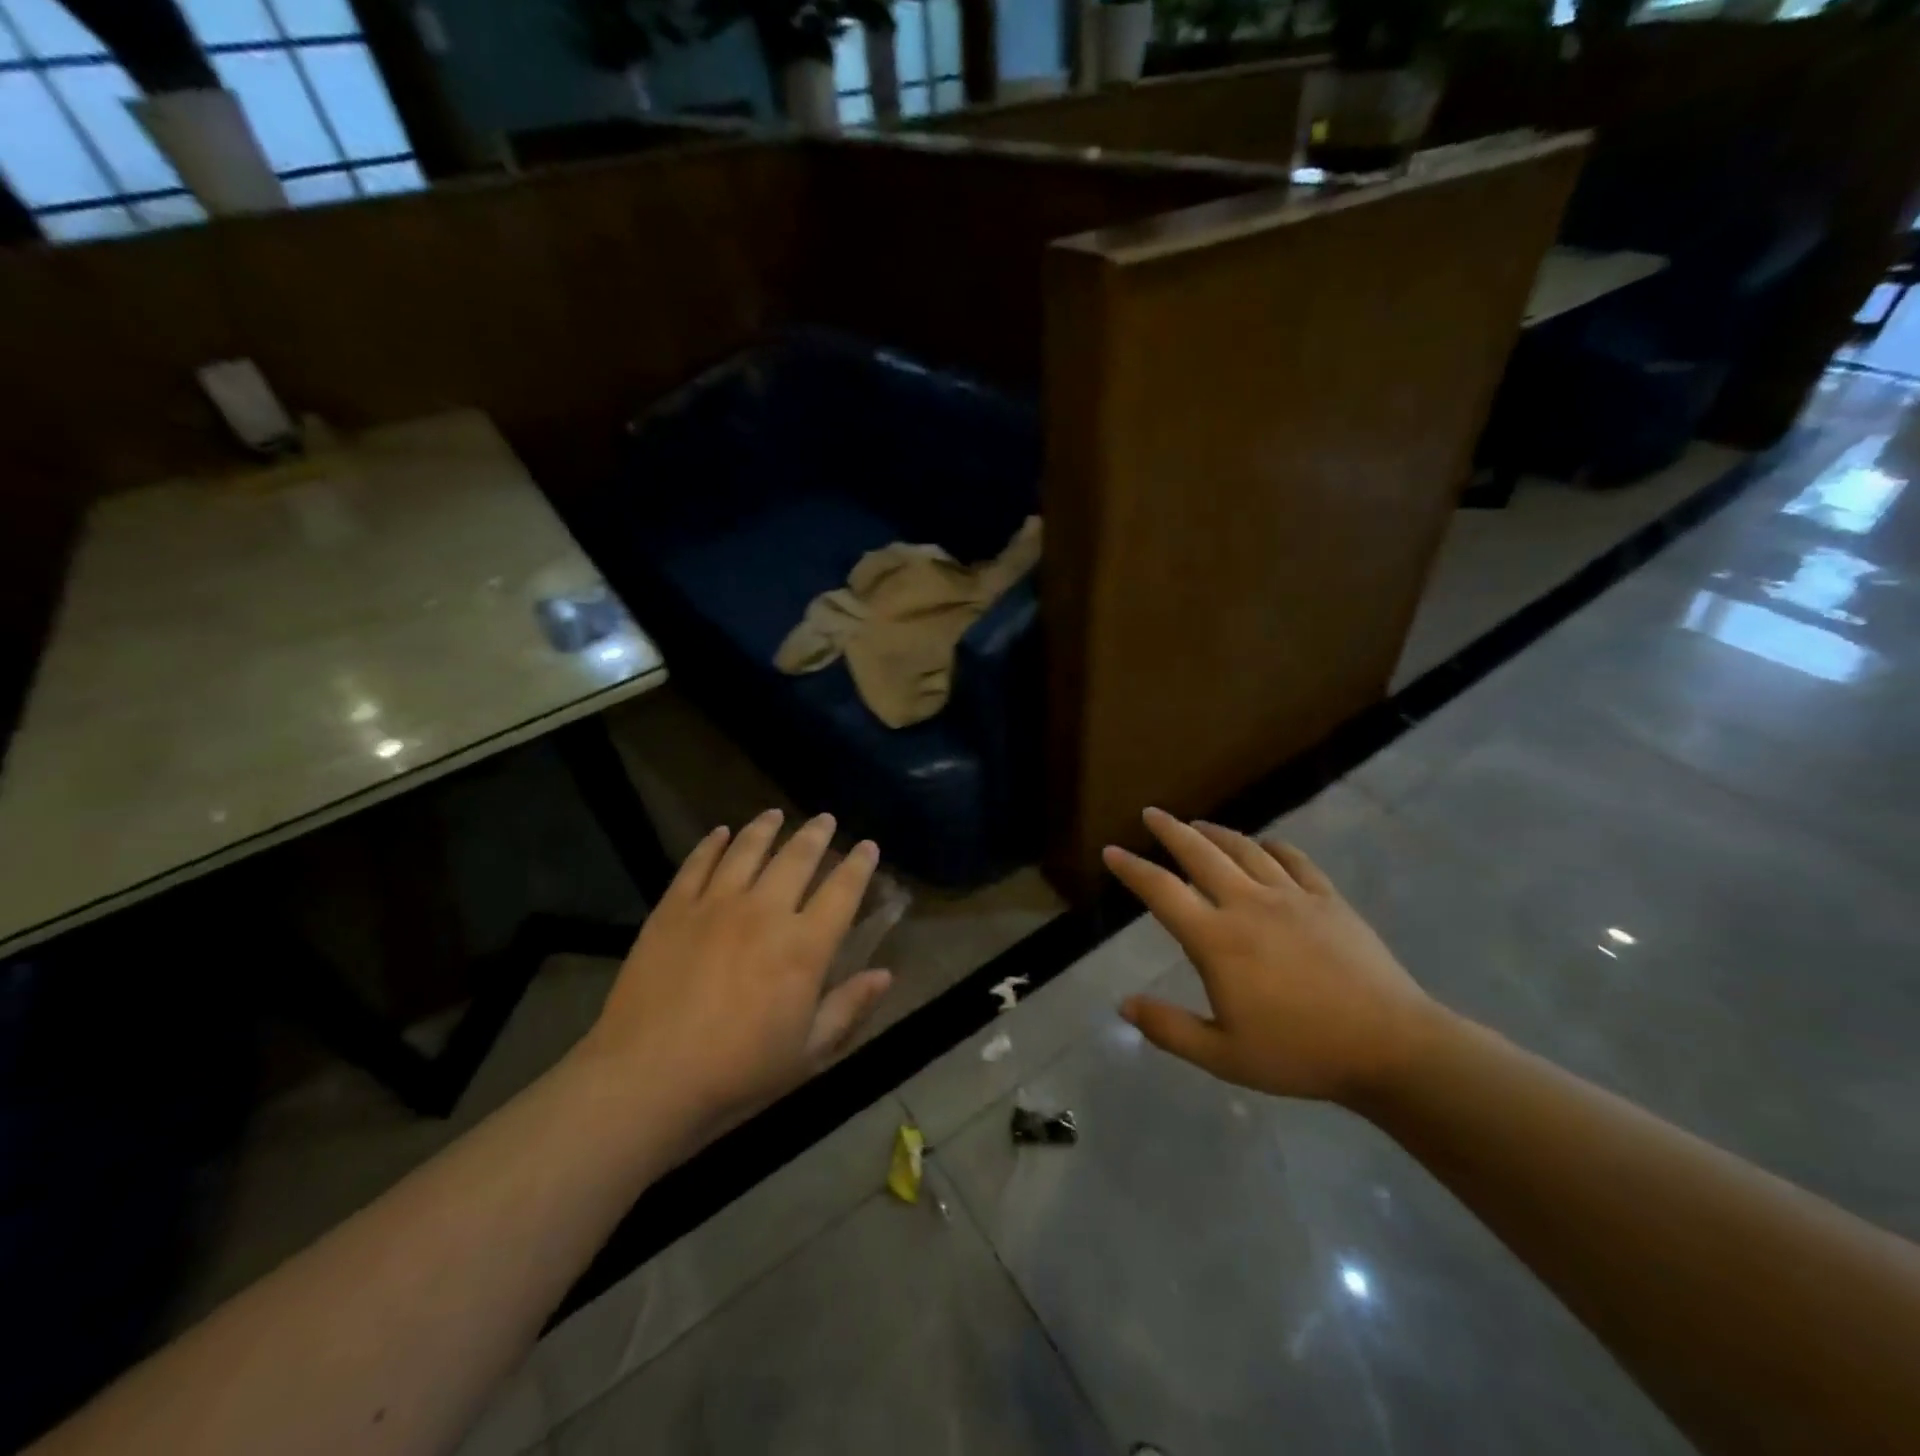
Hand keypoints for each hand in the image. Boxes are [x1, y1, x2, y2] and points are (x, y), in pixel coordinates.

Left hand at [576, 809, 892, 1130]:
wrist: (648, 1077)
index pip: (842, 892)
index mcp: (803, 946)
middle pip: (797, 859)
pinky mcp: (673, 909)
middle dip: (816, 835)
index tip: (867, 845)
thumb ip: (849, 1008)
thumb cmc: (738, 1071)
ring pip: (747, 850)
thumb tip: (886, 975)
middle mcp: (765, 912)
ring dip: (766, 828)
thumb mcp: (807, 1052)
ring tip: (775, 815)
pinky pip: (697, 864)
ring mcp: (715, 905)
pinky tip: (721, 833)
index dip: (859, 865)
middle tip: (826, 818)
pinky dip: (712, 844)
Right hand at [1104, 807, 1444, 1104]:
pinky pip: (1295, 860)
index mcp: (1217, 939)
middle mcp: (1248, 904)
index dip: (1132, 869)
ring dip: (1216, 833)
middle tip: (1151, 814)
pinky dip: (1273, 847)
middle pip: (1201, 854)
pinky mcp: (1329, 900)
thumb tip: (1123, 1005)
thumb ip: (1169, 1028)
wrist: (1390, 1047)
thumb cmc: (1300, 1053)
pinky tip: (1265, 845)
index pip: (1162, 892)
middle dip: (1171, 831)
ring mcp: (1292, 897)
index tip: (1112, 851)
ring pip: (1245, 850)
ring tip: (1198, 825)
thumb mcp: (1223, 1056)